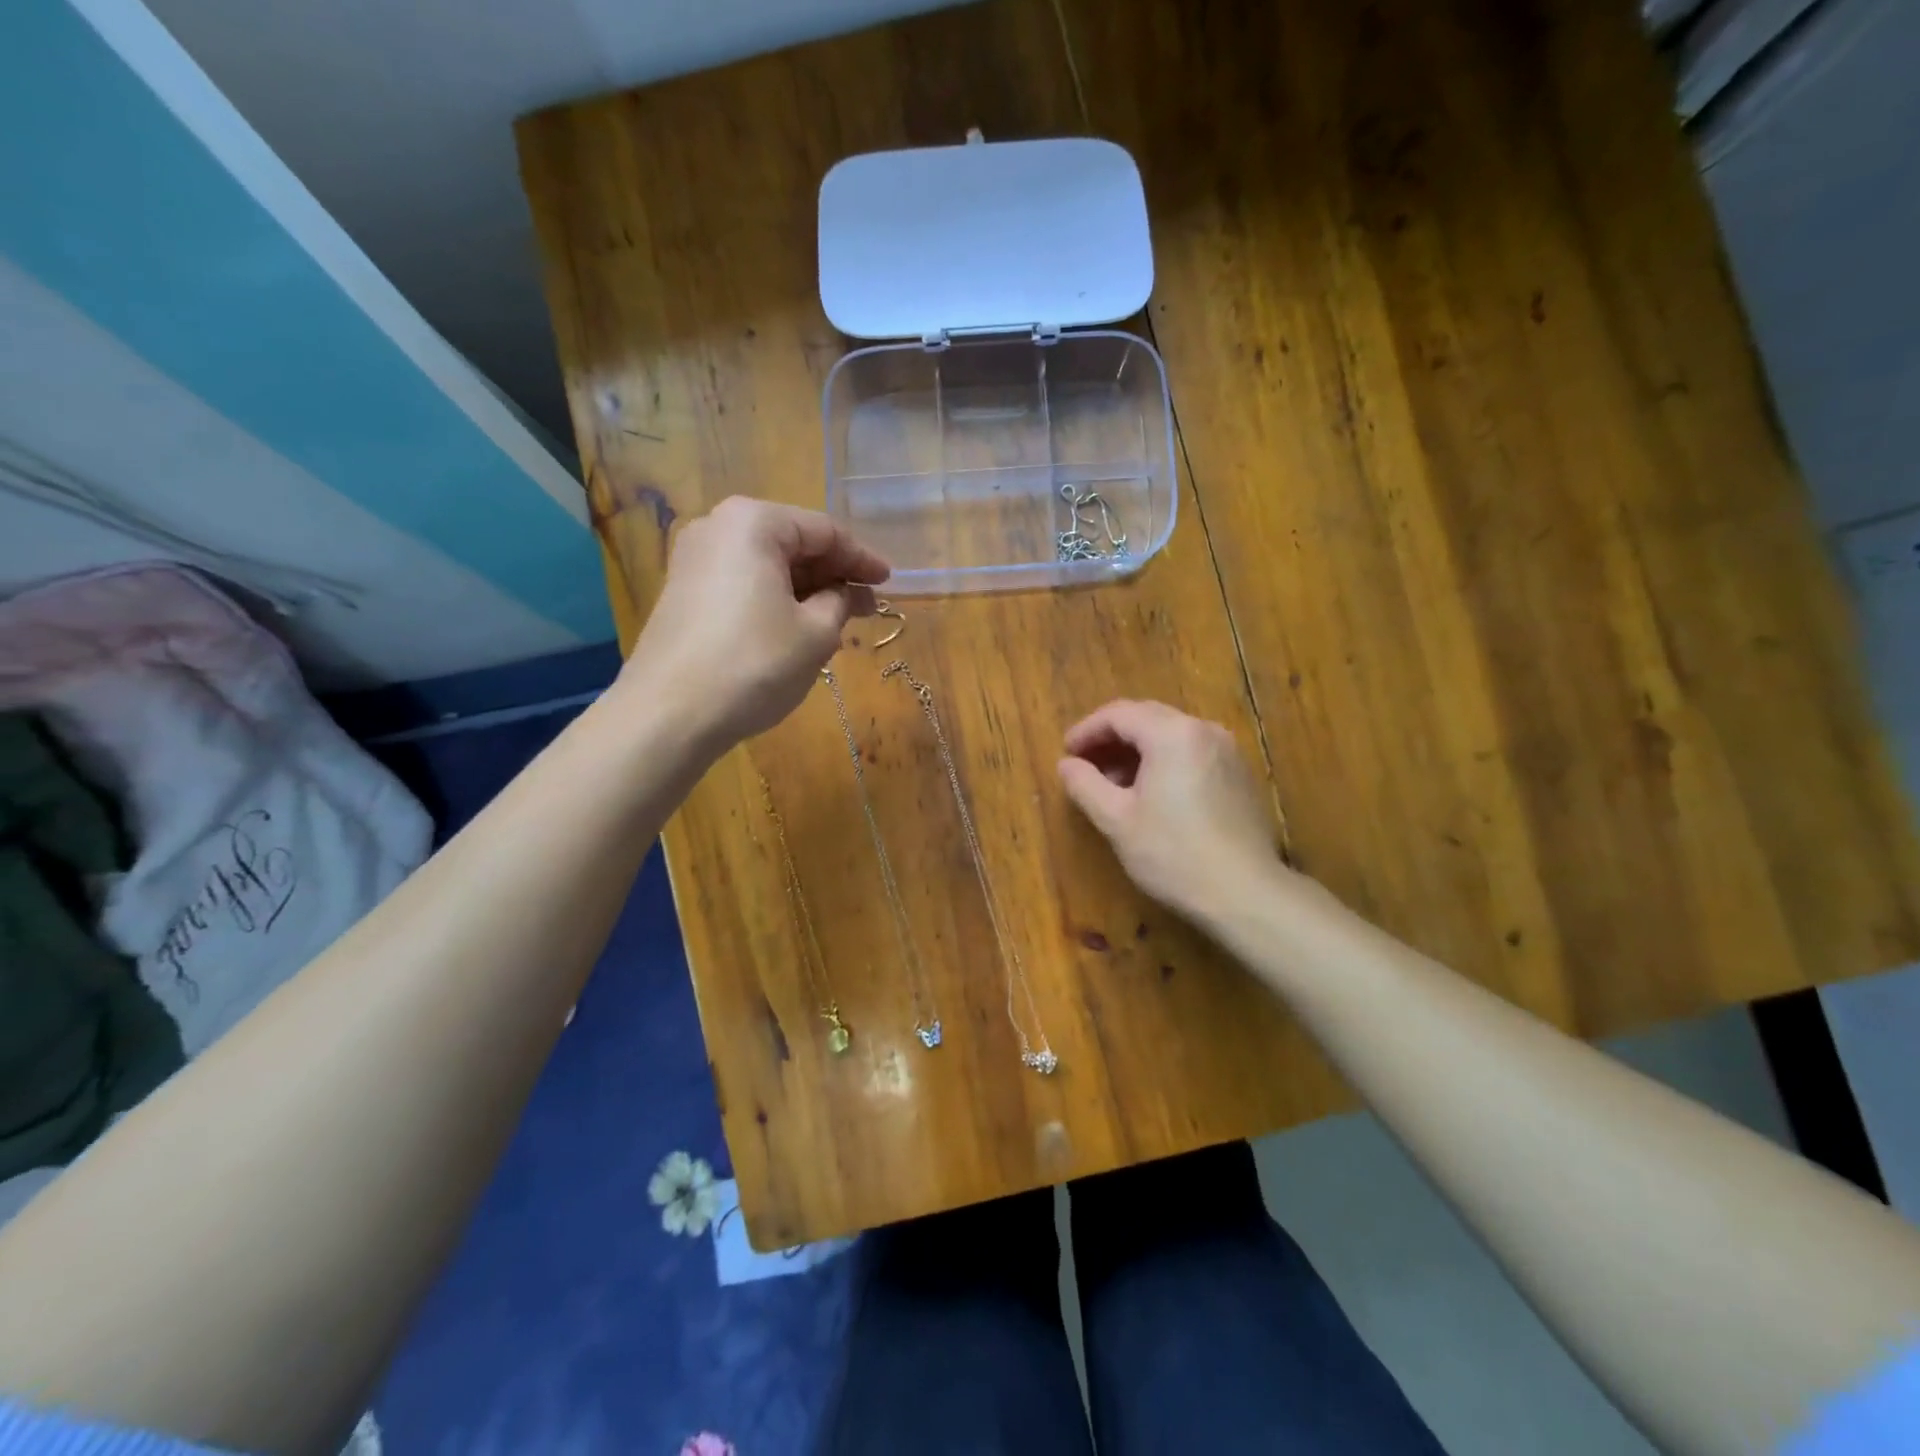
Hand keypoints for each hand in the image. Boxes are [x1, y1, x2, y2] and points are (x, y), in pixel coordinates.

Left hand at [623, 497, 889, 746]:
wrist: (668, 715)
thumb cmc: (754, 664)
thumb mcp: (816, 633)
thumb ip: (841, 601)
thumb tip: (848, 592)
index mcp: (753, 522)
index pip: (824, 531)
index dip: (862, 558)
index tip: (889, 582)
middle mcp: (717, 527)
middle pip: (792, 543)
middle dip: (833, 575)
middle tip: (867, 606)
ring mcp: (694, 560)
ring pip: (767, 566)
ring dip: (806, 591)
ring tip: (839, 622)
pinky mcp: (683, 593)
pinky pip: (743, 584)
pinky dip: (776, 600)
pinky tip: (798, 629)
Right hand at [1058, 700, 1284, 921]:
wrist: (1246, 894)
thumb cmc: (1173, 854)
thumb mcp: (1117, 820)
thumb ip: (1086, 785)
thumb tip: (1066, 764)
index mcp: (1172, 734)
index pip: (1119, 714)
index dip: (1086, 730)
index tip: (1066, 753)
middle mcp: (1204, 730)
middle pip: (1147, 718)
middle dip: (1111, 738)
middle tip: (1085, 764)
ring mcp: (1228, 751)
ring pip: (1171, 735)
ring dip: (1138, 751)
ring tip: (1113, 784)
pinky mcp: (1240, 775)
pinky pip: (1192, 753)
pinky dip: (1164, 762)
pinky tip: (1151, 795)